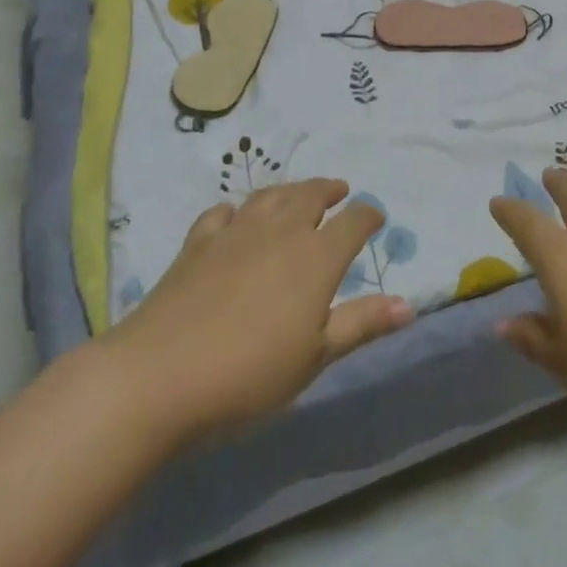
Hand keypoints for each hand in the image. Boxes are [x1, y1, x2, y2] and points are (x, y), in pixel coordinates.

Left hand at [101, 179, 412, 444]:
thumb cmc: (249, 374)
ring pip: (270, 196)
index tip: (376, 217)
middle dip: (329, 190)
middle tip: (340, 190)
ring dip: (290, 190)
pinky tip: (235, 216)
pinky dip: (237, 209)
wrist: (158, 376)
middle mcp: (280, 232)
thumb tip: (409, 306)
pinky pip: (222, 212)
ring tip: (298, 192)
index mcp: (316, 257)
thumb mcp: (315, 357)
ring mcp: (235, 232)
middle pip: (310, 196)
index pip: (353, 222)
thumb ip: (361, 324)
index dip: (368, 216)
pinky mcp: (197, 243)